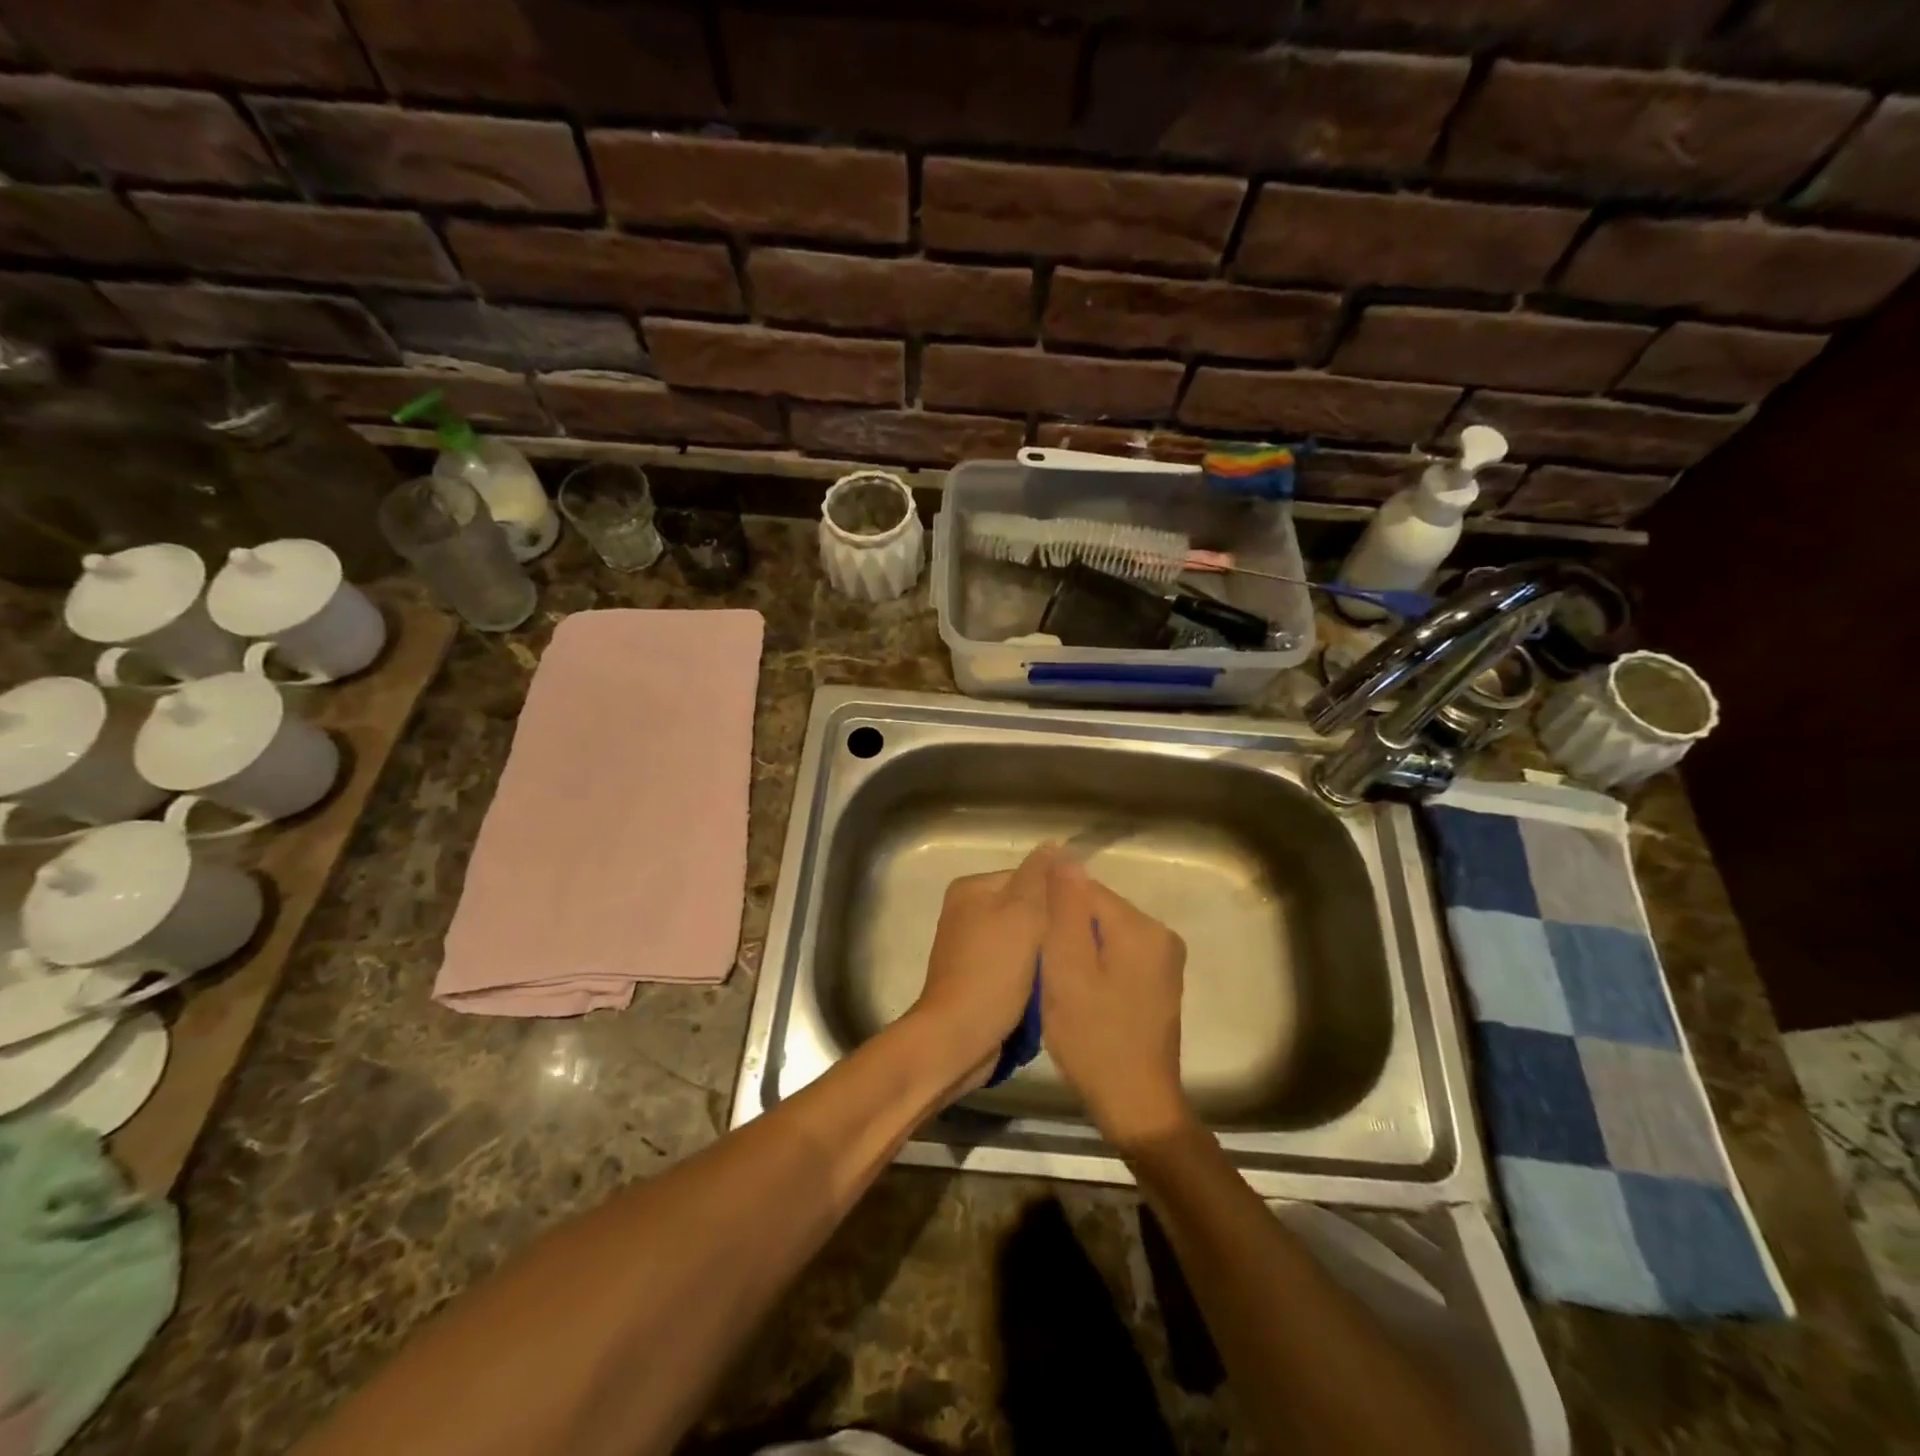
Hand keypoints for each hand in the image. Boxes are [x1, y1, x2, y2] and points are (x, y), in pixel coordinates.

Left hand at [907, 844, 1055, 1093]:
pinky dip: (1030, 976)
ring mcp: (969, 947)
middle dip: (1050, 929)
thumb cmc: (992, 971)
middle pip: (1026, 909)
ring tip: (1064, 972)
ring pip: (1023, 940)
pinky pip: (1013, 966)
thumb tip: (1054, 843)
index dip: (1058, 897)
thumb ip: (1039, 877)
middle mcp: (966, 911)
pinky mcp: (976, 978)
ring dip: (1043, 955)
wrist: (958, 1037)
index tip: (1079, 922)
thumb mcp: (1022, 914)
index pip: (1029, 877)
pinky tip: (1045, 991)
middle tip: (1074, 949)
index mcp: (972, 888)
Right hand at [1039, 857, 1191, 1150]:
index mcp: (1141, 926)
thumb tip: (1064, 853)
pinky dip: (1095, 966)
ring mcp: (1165, 961)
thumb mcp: (1067, 968)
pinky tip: (1080, 995)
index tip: (1031, 940)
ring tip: (1057, 982)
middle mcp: (1161, 935)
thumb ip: (1065, 908)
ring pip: (1106, 934)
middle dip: (1066, 930)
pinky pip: (1119, 955)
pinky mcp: (1160, 984)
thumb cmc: (1094, 1037)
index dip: (1052, 909)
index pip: (1085, 889)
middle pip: (1098, 910)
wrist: (1136, 1104)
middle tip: (1042, 968)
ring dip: (1079, 950)